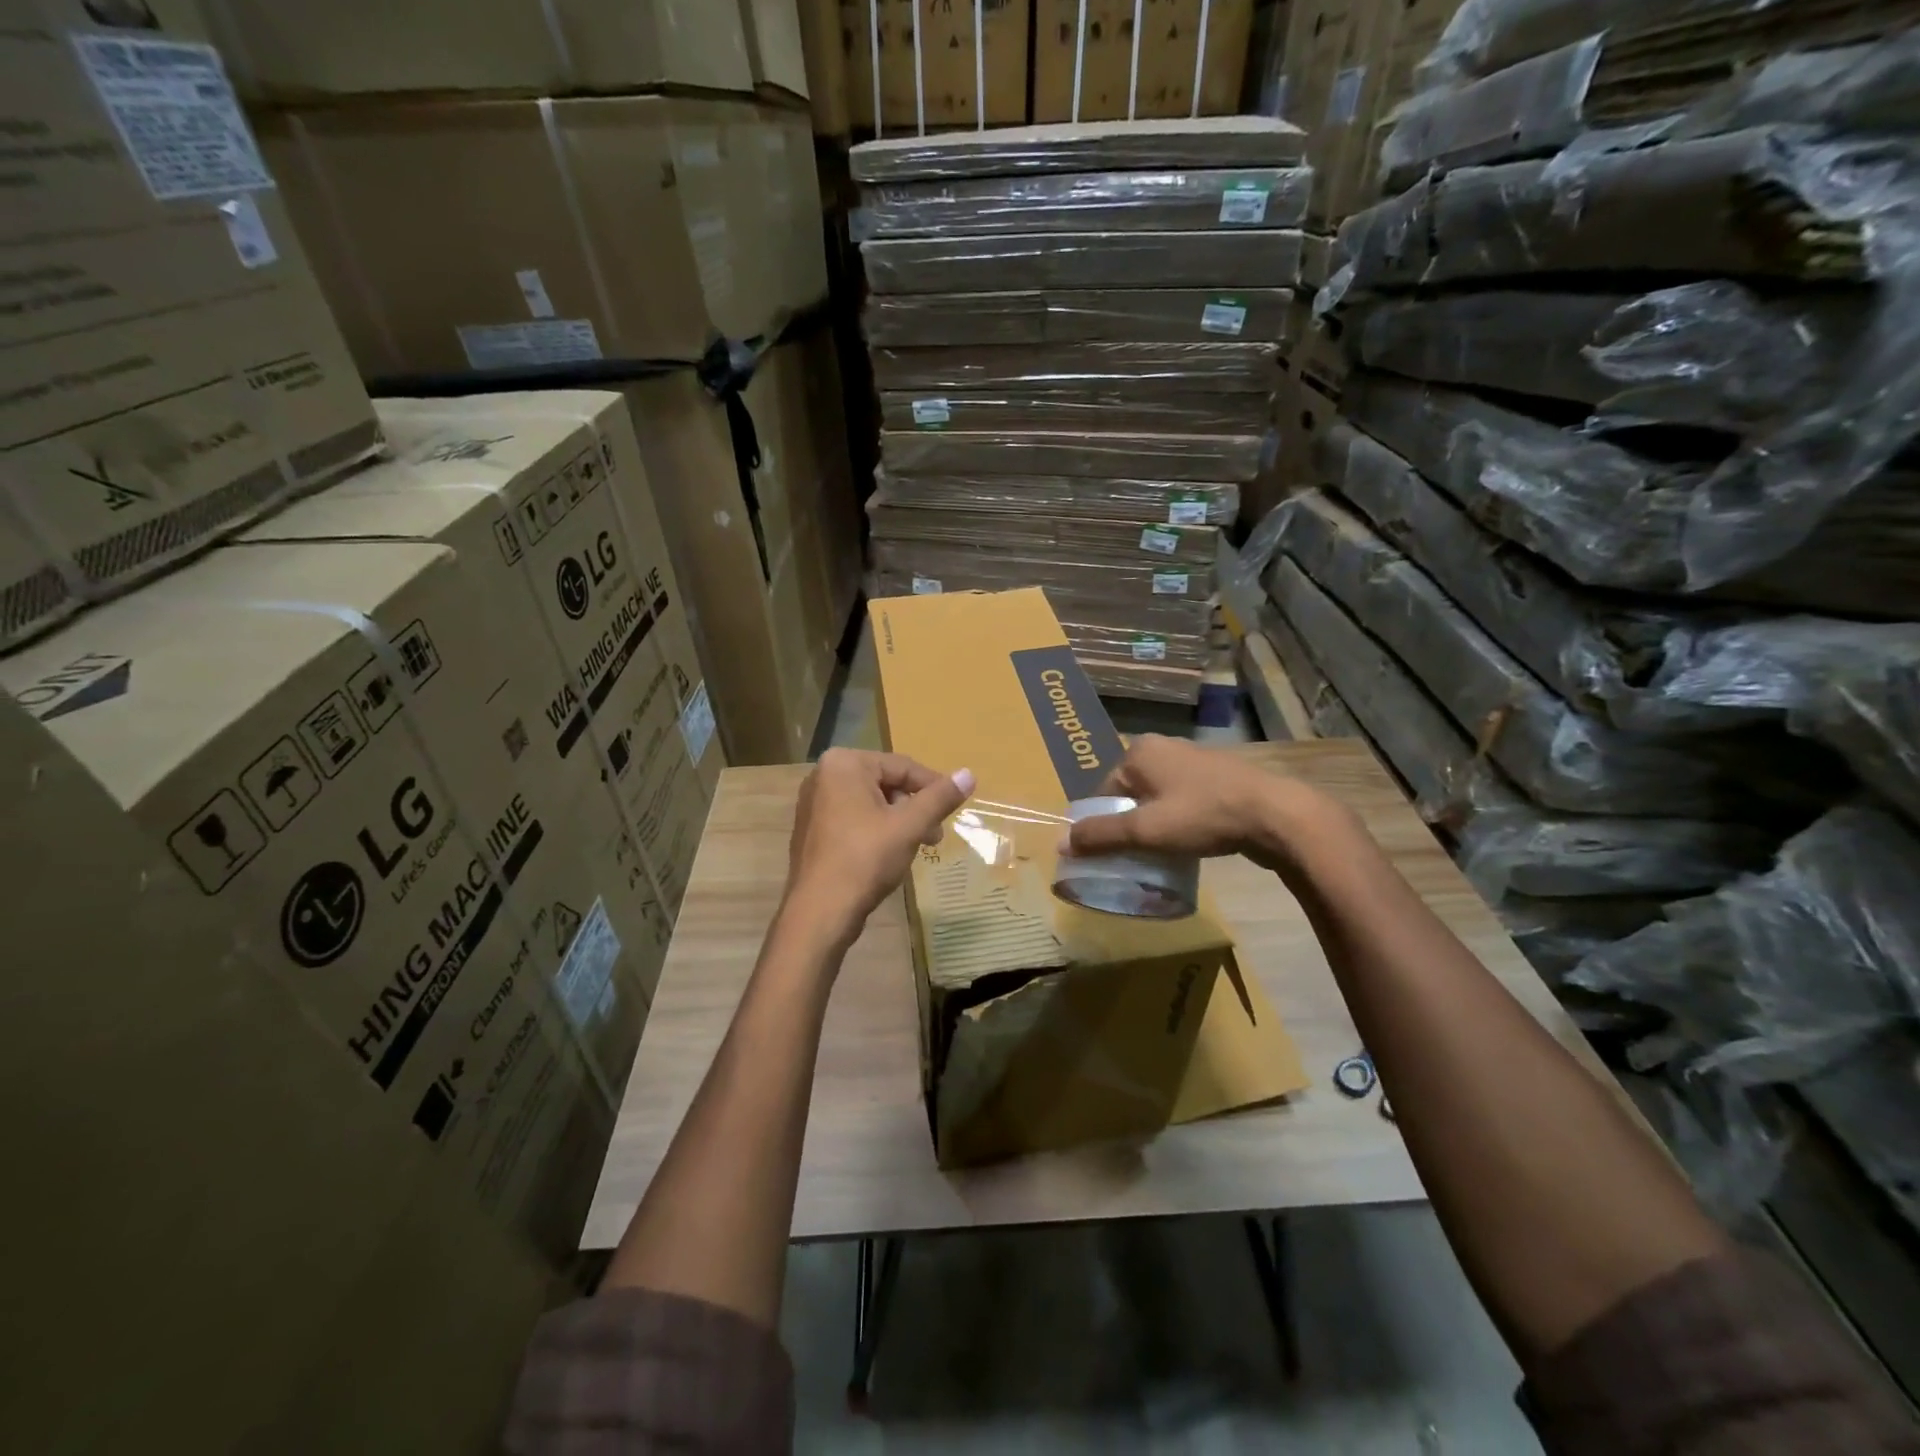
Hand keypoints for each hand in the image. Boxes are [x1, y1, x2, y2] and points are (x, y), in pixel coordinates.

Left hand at [782, 749, 974, 950]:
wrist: (819, 913)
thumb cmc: (865, 859)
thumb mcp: (909, 826)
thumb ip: (940, 798)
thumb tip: (969, 774)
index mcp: (844, 764)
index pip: (902, 766)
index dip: (933, 787)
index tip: (954, 809)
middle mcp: (823, 775)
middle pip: (886, 782)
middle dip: (915, 808)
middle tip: (935, 835)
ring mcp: (814, 803)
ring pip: (871, 802)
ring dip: (900, 821)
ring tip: (919, 846)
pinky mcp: (813, 829)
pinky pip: (854, 818)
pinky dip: (877, 830)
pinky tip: (890, 854)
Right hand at [1062, 735, 1350, 874]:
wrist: (1276, 814)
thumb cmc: (1203, 815)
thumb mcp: (1145, 830)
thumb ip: (1101, 836)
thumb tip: (1059, 844)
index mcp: (1139, 751)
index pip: (1103, 790)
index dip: (1103, 824)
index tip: (1111, 854)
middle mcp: (1163, 747)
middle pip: (1130, 794)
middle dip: (1130, 825)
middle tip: (1136, 857)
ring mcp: (1194, 759)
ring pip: (1158, 798)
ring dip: (1155, 825)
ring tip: (1162, 855)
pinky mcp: (1219, 775)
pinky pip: (1183, 800)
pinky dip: (1179, 820)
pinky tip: (1190, 842)